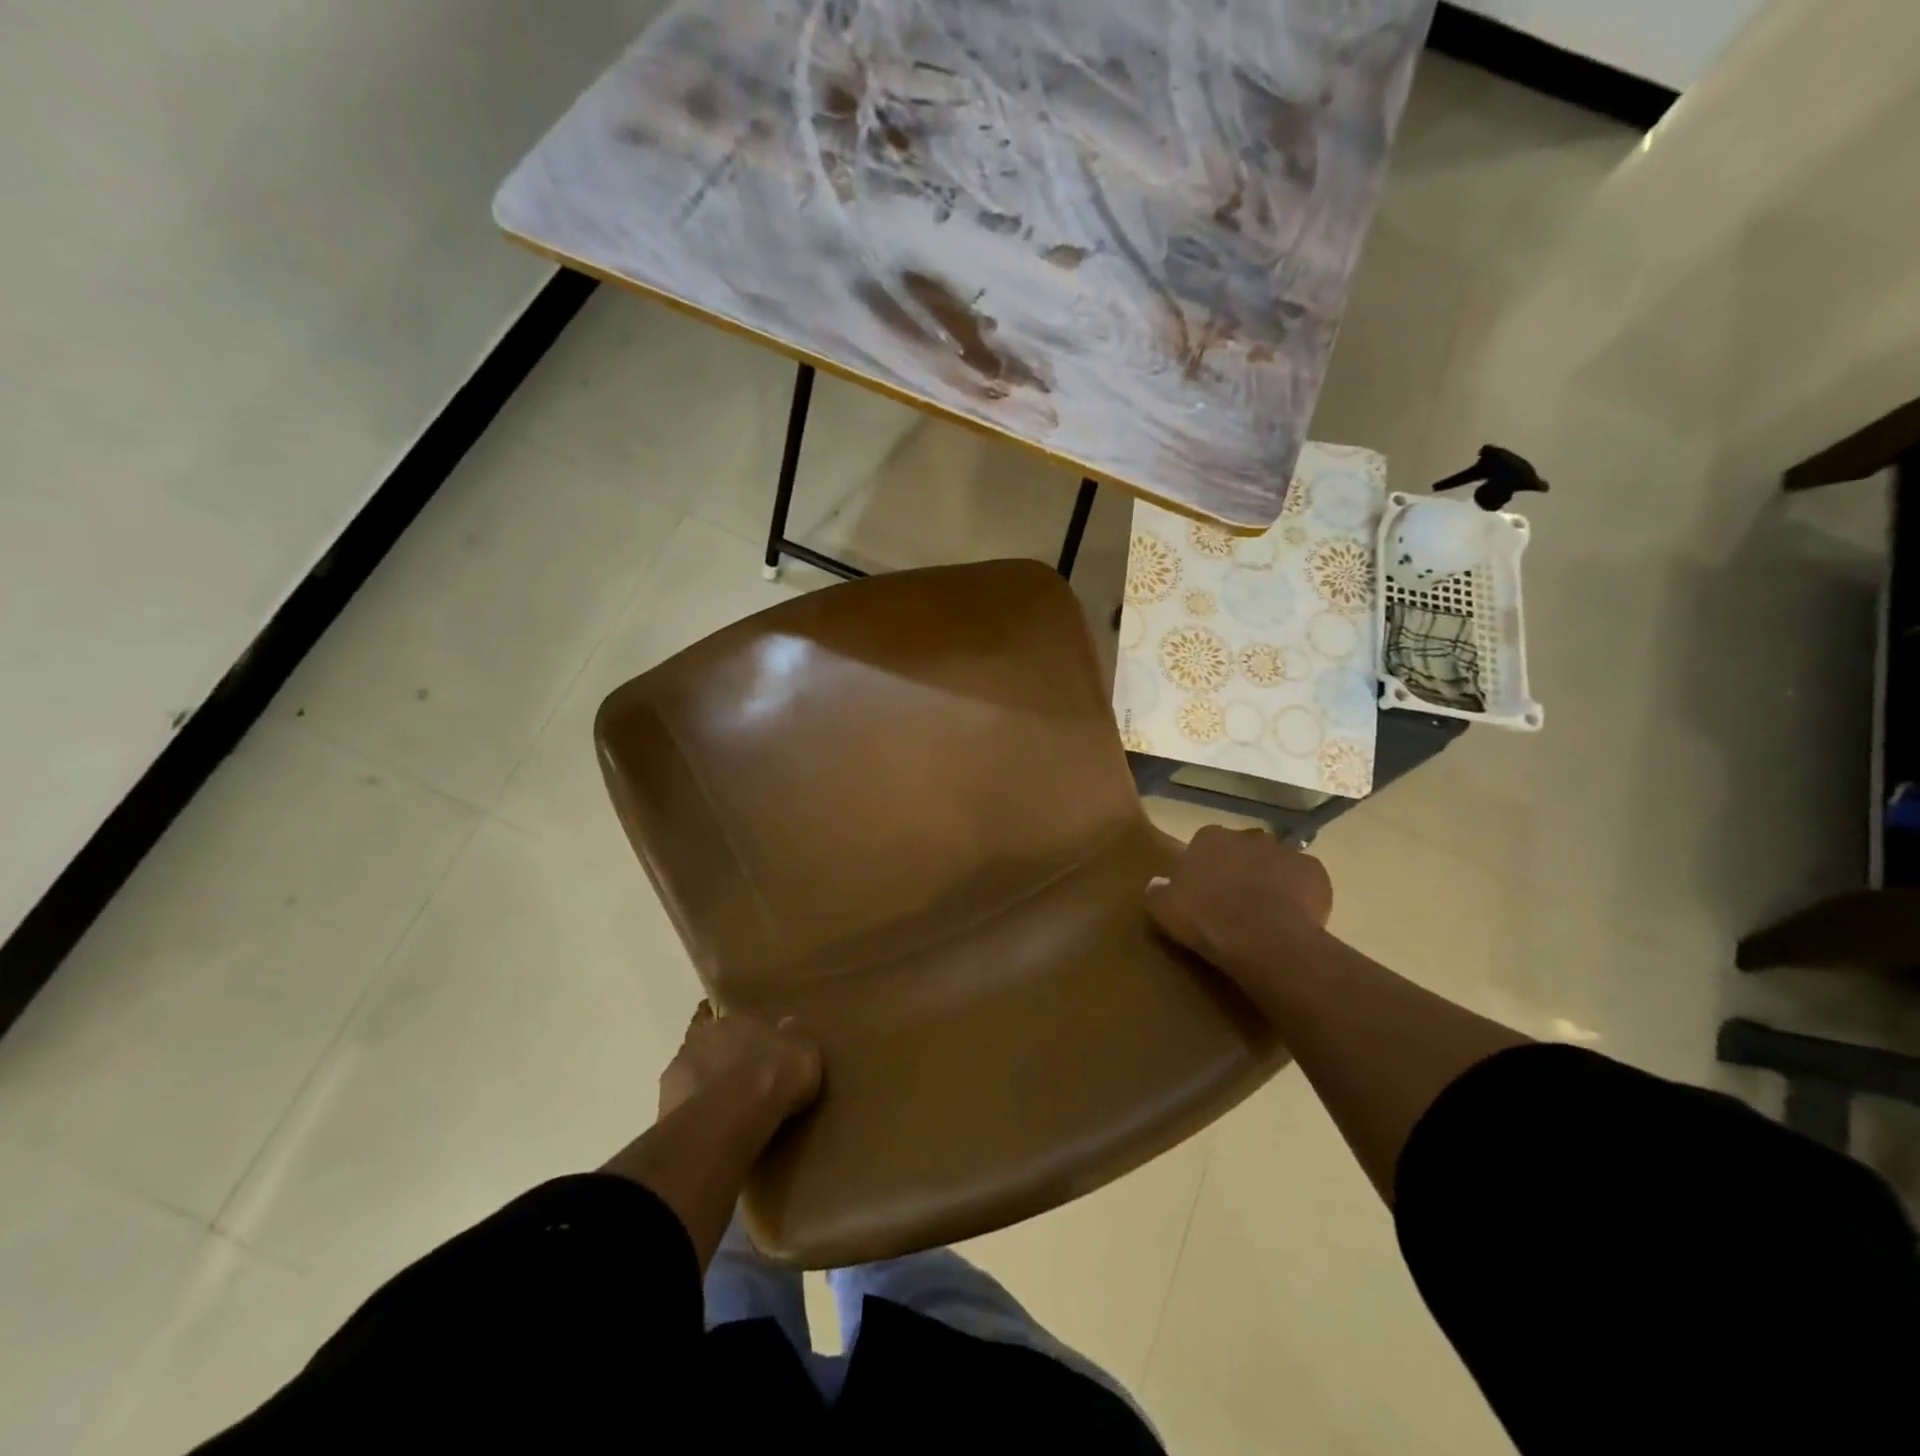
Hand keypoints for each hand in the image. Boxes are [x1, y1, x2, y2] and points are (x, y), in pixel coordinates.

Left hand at [658, 1001, 821, 1125]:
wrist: (727, 1120)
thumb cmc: (771, 1076)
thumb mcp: (803, 1052)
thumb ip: (794, 1037)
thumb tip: (787, 1025)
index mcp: (734, 1018)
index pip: (733, 1017)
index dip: (743, 1031)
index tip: (752, 1044)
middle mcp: (701, 1038)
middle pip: (709, 1043)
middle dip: (721, 1057)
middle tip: (739, 1077)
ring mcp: (678, 1073)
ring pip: (692, 1074)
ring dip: (704, 1086)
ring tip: (725, 1109)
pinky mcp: (664, 1108)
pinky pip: (683, 1107)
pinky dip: (695, 1114)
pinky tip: (711, 1130)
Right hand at [1145, 826, 1333, 981]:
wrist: (1263, 939)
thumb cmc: (1207, 919)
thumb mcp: (1164, 908)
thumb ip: (1158, 891)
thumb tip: (1157, 884)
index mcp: (1210, 838)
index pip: (1205, 843)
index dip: (1206, 866)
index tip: (1205, 890)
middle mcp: (1248, 836)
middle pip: (1243, 849)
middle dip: (1241, 867)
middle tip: (1235, 900)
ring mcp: (1285, 851)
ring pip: (1275, 863)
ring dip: (1271, 879)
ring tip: (1266, 913)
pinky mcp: (1315, 872)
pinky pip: (1305, 881)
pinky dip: (1300, 894)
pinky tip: (1292, 917)